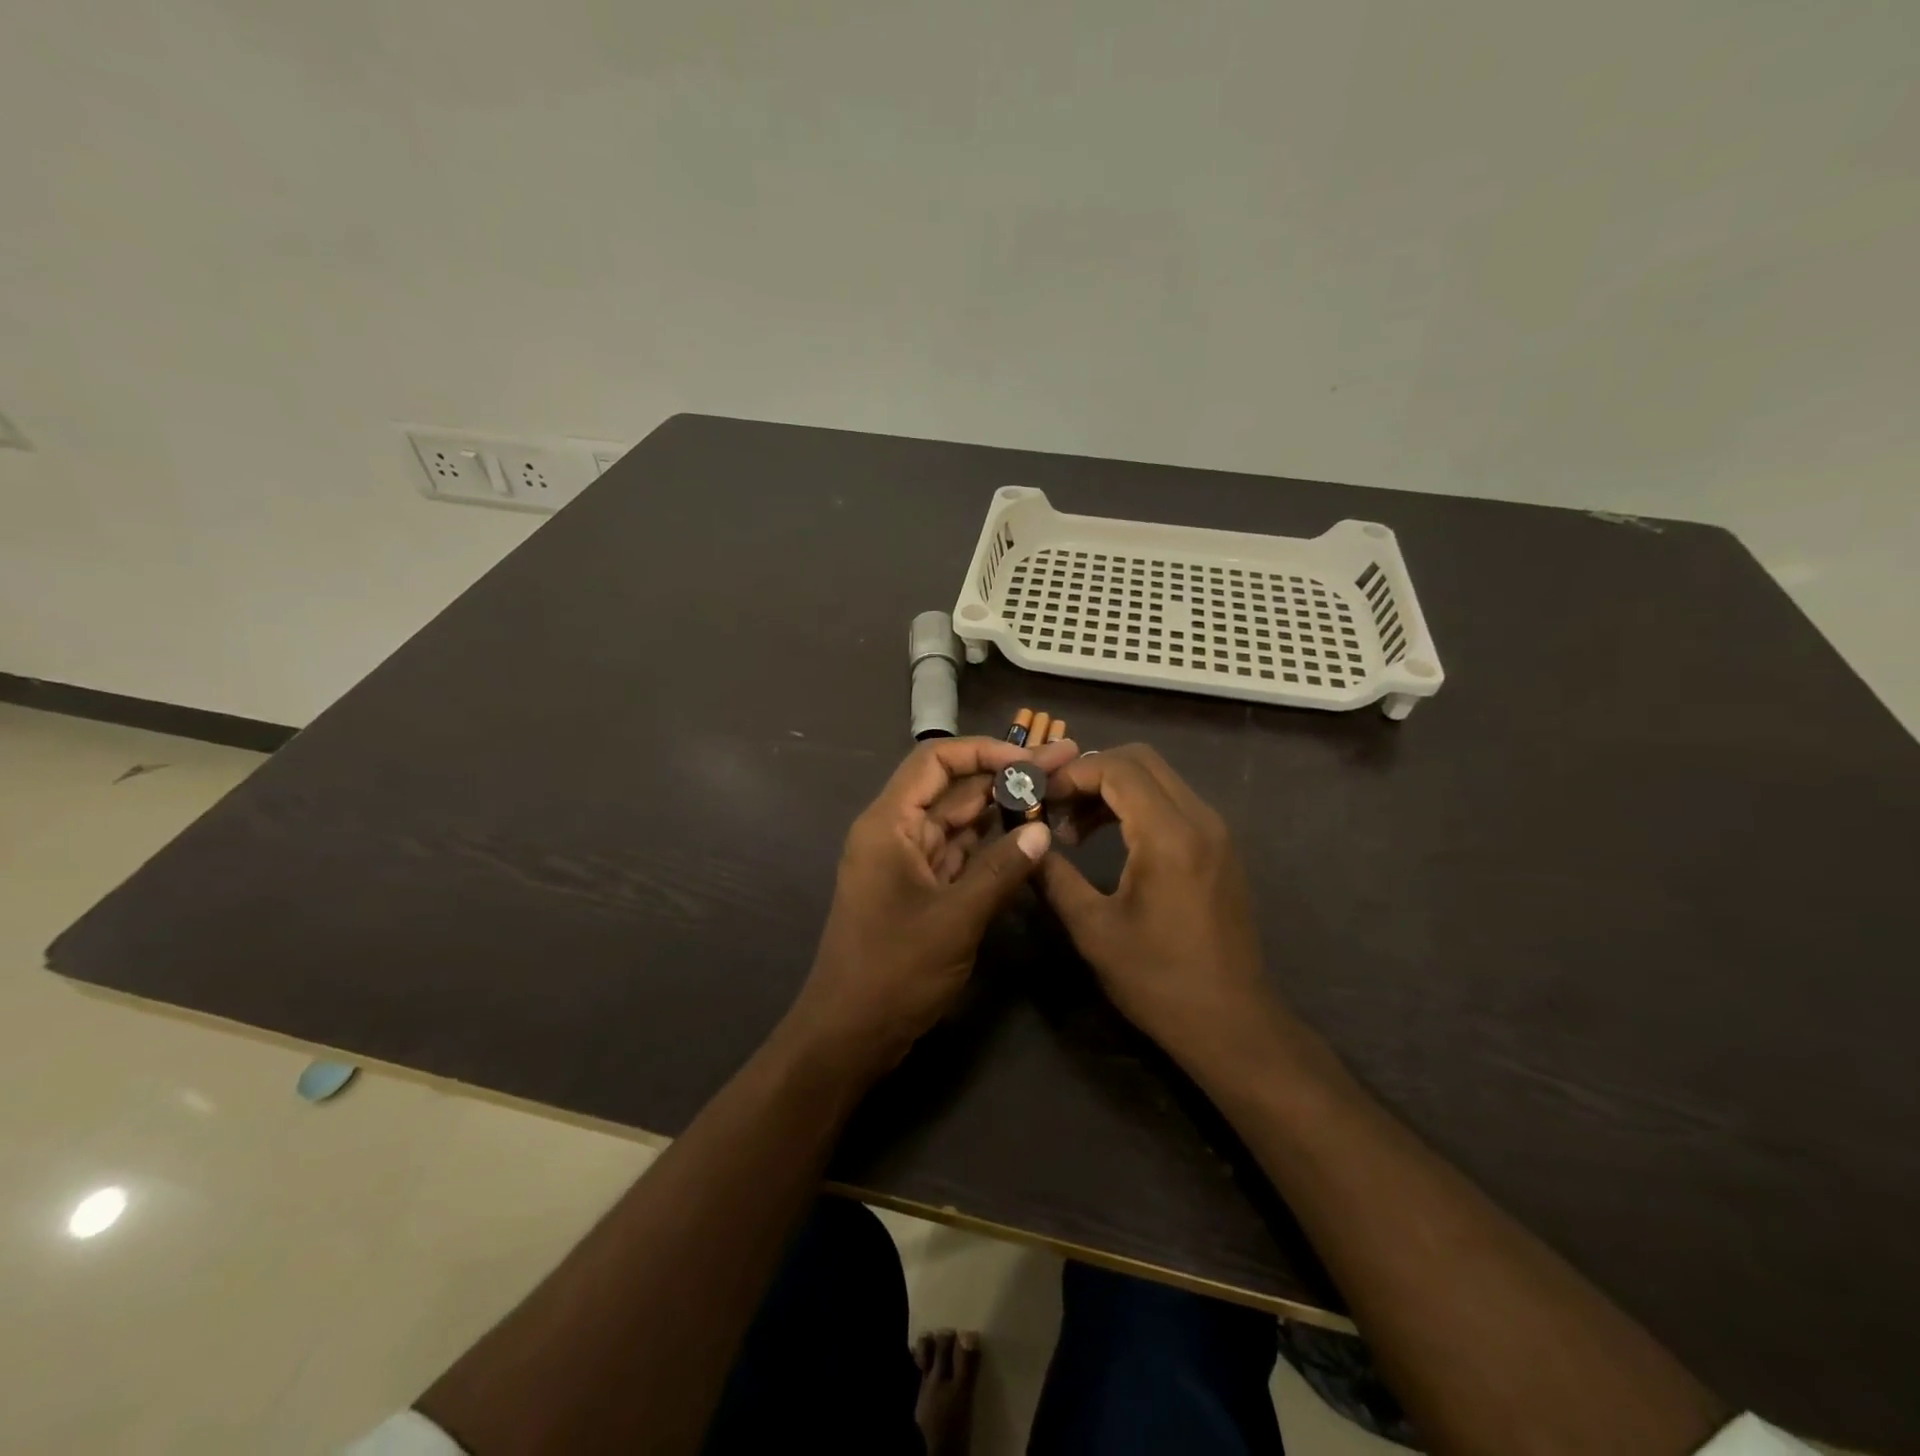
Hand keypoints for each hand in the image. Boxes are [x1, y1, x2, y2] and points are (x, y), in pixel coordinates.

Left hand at [784, 734, 1080, 1077]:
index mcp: (889, 823)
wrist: (849, 1034)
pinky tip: (1028, 837)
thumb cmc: (894, 971)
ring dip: (1002, 808)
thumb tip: (1042, 833)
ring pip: (959, 821)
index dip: (984, 751)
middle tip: (1063, 764)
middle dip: (1005, 775)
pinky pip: (959, 853)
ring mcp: (907, 861)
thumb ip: (1001, 871)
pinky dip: (991, 845)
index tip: (1031, 758)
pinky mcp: (920, 888)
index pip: (935, 761)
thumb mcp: (955, 919)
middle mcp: (896, 832)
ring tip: (1054, 793)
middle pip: (953, 788)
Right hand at [1037, 744, 1272, 1066]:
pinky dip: (1137, 805)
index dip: (1071, 775)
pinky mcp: (1220, 847)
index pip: (1117, 768)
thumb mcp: (1093, 929)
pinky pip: (1174, 802)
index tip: (1039, 799)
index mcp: (1169, 835)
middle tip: (1055, 806)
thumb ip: (1054, 877)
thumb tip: (1024, 843)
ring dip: (1113, 789)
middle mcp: (1200, 819)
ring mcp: (1216, 831)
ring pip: (1158, 778)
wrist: (1232, 1023)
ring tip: (1075, 830)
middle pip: (1141, 760)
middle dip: (1091, 772)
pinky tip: (1111, 840)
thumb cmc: (1158, 980)